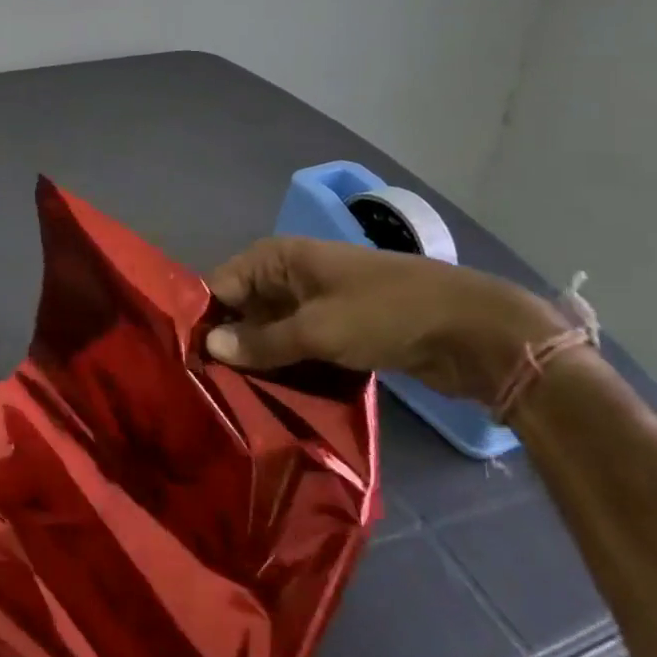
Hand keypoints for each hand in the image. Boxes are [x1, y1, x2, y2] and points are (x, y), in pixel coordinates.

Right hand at [204, 238, 564, 402]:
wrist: (472, 330)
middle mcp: (289, 274)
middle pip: (242, 308)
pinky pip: (296, 345)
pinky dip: (285, 366)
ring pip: (269, 331)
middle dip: (228, 345)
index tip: (184, 362)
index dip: (202, 320)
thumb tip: (209, 347)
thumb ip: (261, 341)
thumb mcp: (318, 329)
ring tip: (230, 398)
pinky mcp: (336, 328)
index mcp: (278, 258)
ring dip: (257, 360)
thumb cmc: (386, 314)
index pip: (220, 284)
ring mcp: (314, 302)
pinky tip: (269, 396)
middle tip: (205, 388)